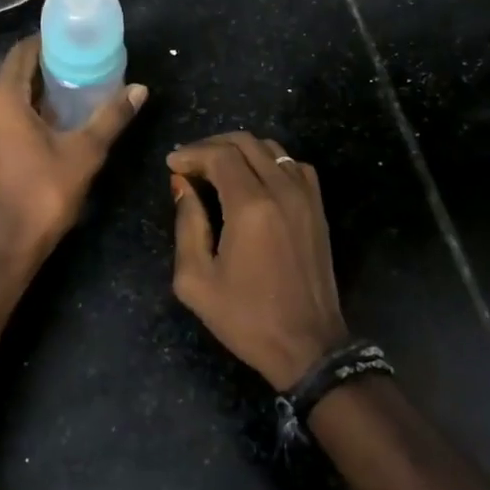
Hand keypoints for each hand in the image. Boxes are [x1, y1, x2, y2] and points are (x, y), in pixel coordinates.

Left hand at [0, 36, 146, 271]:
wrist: (10, 242)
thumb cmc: (44, 191)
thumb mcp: (85, 151)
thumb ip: (111, 116)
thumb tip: (140, 89)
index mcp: (2, 98)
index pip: (23, 51)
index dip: (50, 40)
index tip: (79, 38)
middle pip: (17, 69)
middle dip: (49, 62)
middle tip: (86, 58)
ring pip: (12, 90)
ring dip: (41, 84)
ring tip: (79, 81)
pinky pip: (8, 109)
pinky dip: (31, 104)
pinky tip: (61, 111)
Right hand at [168, 133, 348, 390]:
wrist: (308, 346)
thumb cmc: (246, 317)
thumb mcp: (196, 280)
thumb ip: (186, 224)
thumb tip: (182, 185)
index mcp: (250, 207)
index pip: (219, 155)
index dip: (192, 153)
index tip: (172, 165)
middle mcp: (281, 191)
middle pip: (245, 142)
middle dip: (212, 146)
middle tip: (189, 163)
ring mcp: (305, 197)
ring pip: (271, 148)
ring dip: (240, 150)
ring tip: (217, 168)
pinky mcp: (318, 208)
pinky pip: (293, 165)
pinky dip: (270, 161)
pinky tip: (254, 179)